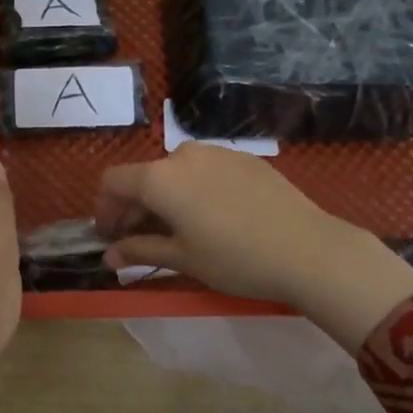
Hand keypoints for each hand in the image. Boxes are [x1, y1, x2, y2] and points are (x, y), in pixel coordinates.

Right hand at [96, 144, 412, 349]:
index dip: (104, 209)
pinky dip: (194, 191)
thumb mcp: (182, 259)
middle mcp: (183, 155)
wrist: (308, 249)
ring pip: (176, 172)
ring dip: (165, 198)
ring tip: (177, 230)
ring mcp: (218, 153)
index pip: (114, 182)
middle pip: (145, 176)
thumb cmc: (235, 259)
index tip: (109, 236)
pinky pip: (205, 171)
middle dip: (135, 207)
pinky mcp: (245, 159)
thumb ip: (140, 250)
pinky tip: (212, 218)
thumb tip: (109, 256)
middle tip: (138, 239)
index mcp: (160, 178)